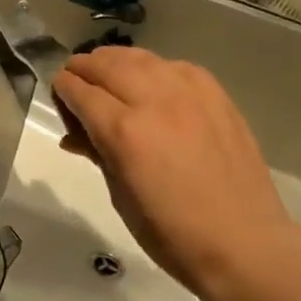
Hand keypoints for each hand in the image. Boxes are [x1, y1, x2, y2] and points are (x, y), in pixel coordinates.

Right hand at [51, 49, 299, 300]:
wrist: (242, 242)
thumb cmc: (171, 234)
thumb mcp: (120, 196)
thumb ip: (98, 154)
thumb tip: (76, 135)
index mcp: (124, 132)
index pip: (80, 92)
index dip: (63, 90)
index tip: (58, 94)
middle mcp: (154, 101)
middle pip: (108, 65)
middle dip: (84, 68)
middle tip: (75, 78)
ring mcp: (190, 94)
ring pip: (142, 58)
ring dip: (117, 61)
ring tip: (107, 71)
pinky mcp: (216, 95)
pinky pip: (176, 66)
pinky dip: (154, 68)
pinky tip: (151, 81)